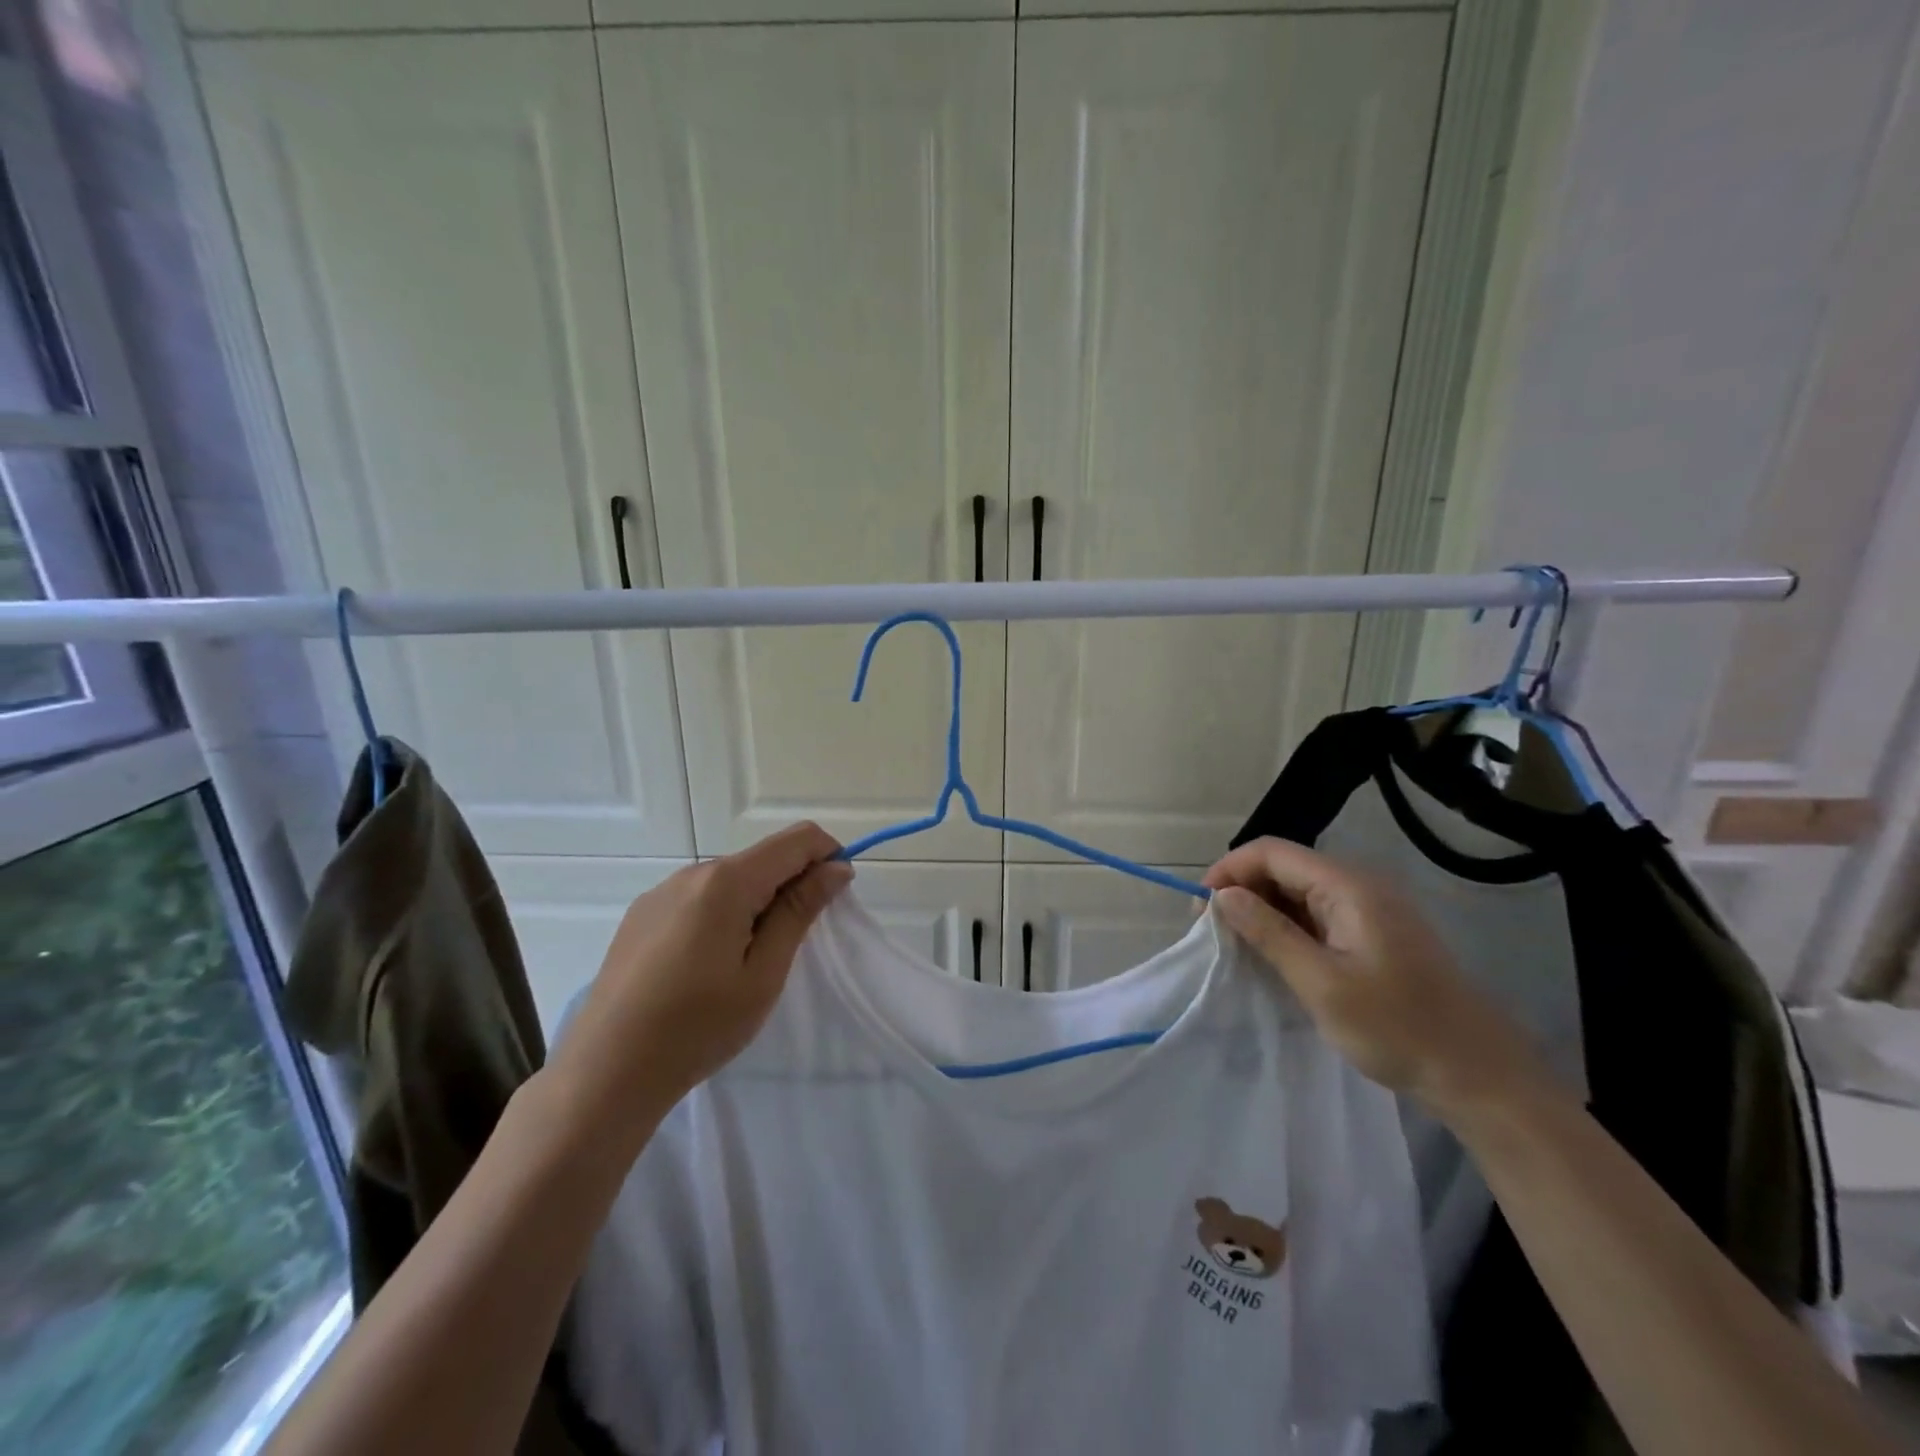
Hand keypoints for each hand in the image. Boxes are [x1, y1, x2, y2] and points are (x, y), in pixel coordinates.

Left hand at [550, 823, 851, 1139]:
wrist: (606, 1073)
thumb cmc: (697, 1027)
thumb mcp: (763, 973)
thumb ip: (799, 911)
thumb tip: (836, 867)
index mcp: (726, 881)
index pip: (797, 840)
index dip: (828, 856)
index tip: (835, 898)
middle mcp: (692, 872)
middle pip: (763, 858)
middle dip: (792, 886)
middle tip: (792, 947)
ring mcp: (662, 891)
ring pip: (731, 879)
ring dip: (757, 903)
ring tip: (747, 964)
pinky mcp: (642, 914)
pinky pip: (700, 897)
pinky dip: (724, 914)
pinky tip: (707, 965)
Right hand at [1204, 837, 1548, 1118]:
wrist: (1479, 1075)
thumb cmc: (1398, 1028)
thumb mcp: (1322, 983)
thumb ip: (1270, 933)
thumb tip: (1223, 896)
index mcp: (1348, 886)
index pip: (1271, 852)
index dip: (1228, 870)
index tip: (1201, 909)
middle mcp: (1358, 885)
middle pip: (1283, 866)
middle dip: (1241, 890)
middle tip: (1213, 931)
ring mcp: (1368, 909)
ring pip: (1297, 891)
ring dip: (1261, 910)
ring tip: (1235, 945)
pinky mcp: (1372, 933)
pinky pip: (1315, 914)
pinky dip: (1286, 927)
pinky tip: (1271, 955)